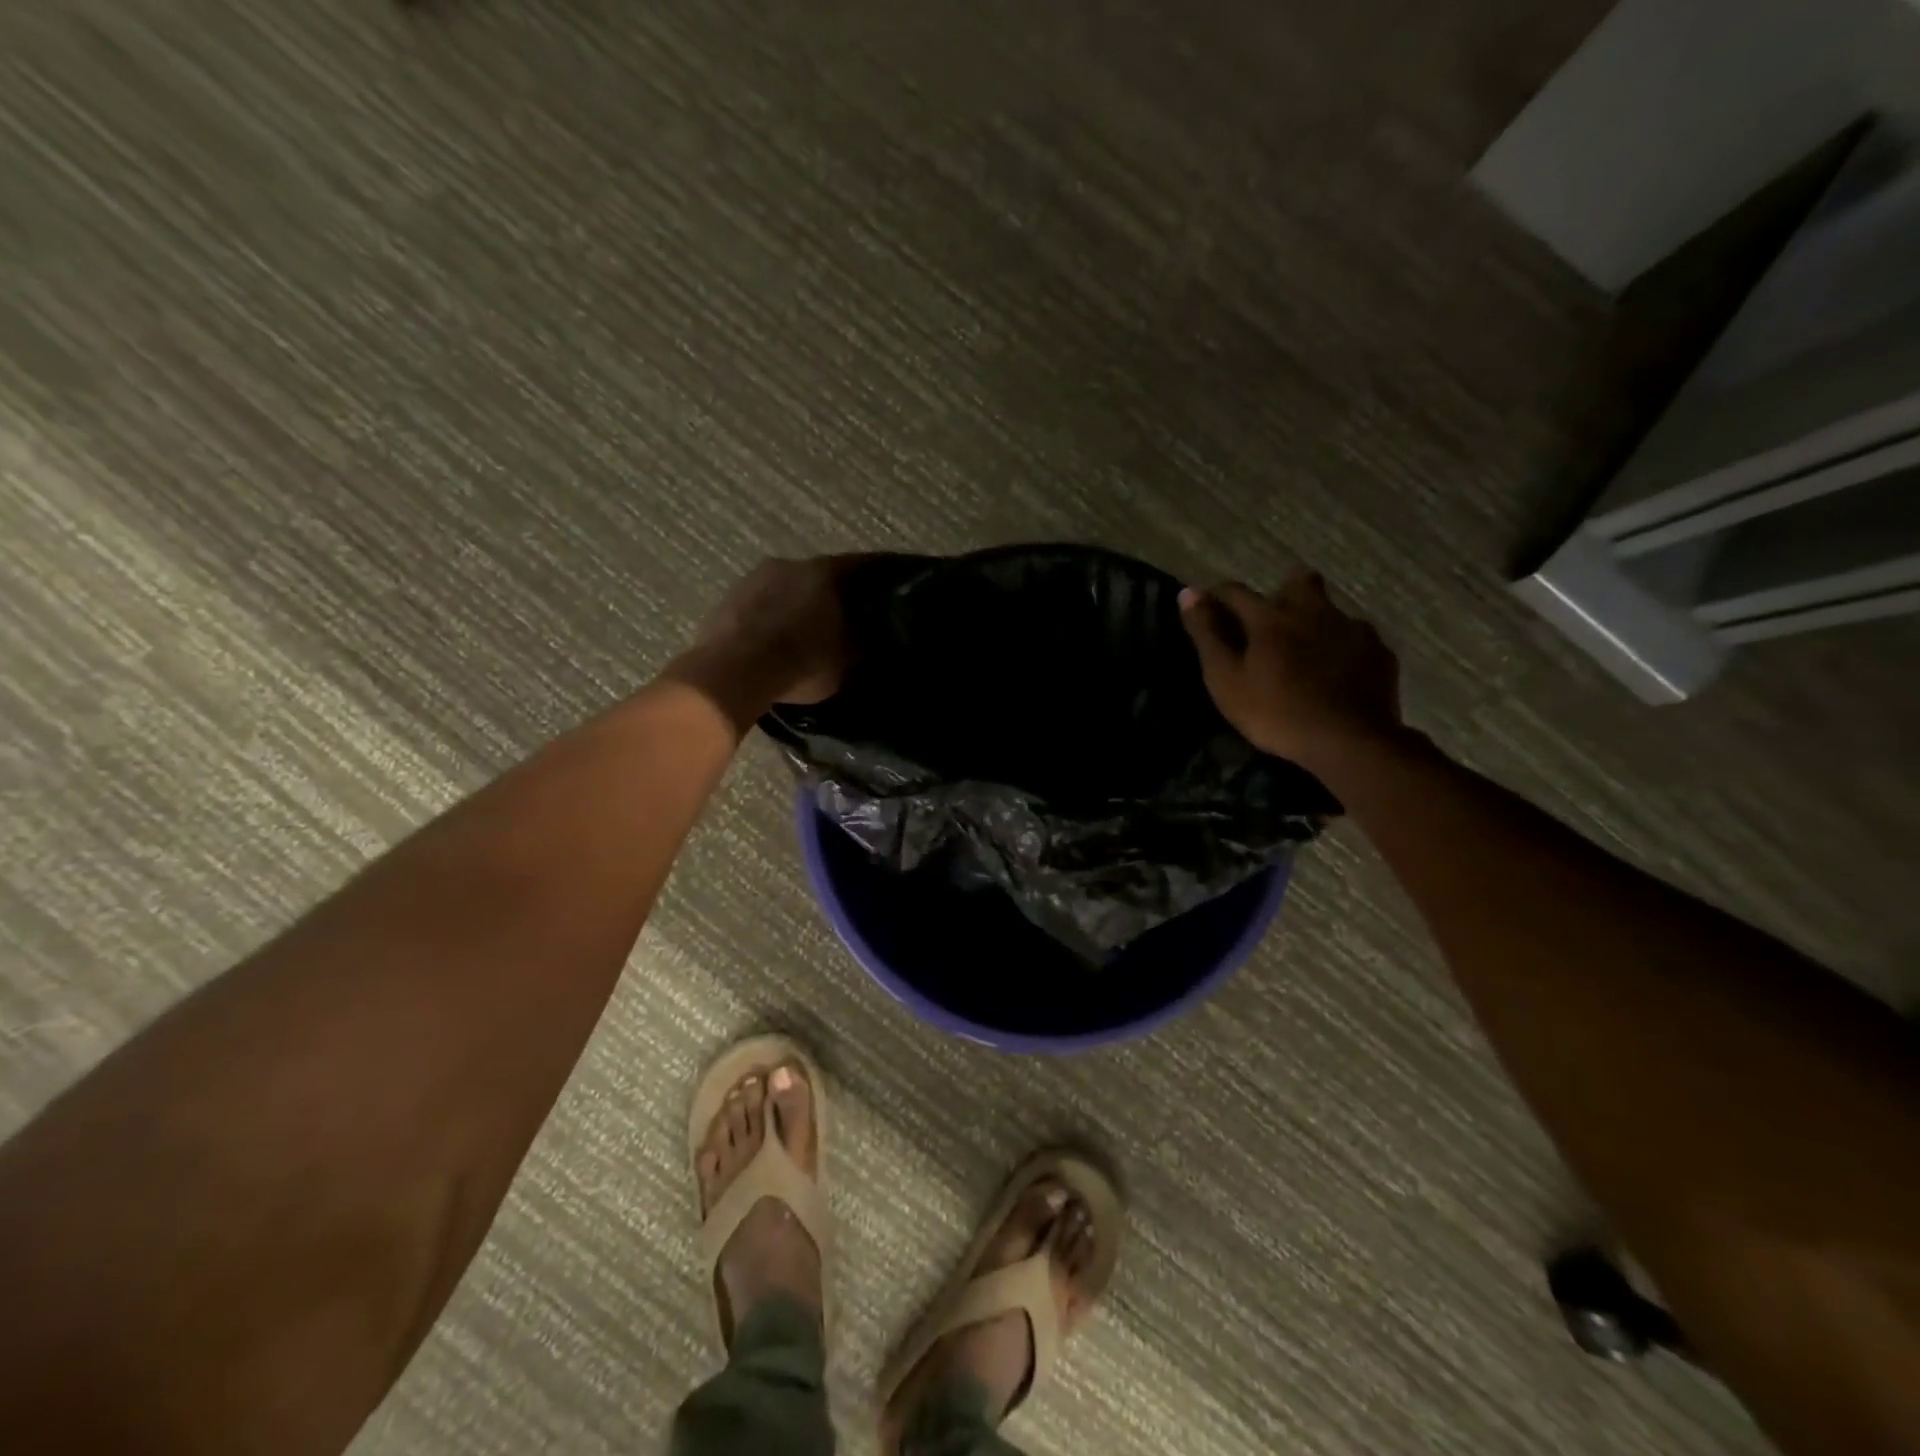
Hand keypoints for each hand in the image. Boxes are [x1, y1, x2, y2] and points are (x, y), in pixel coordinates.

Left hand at [671, 556, 864, 724]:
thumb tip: (873, 634)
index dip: (883, 574)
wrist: (733, 672)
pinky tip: (778, 637)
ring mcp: (755, 578)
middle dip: (838, 592)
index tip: (895, 584)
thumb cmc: (801, 662)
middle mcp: (792, 563)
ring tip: (810, 628)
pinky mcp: (728, 598)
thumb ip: (863, 641)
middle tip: (850, 613)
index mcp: (827, 571)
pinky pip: (763, 604)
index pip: (866, 564)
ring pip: (790, 587)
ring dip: (802, 602)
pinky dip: (775, 615)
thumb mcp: (847, 660)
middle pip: (824, 574)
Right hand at [1179, 571, 1403, 770]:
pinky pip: (1356, 637)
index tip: (1208, 609)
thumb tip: (1188, 592)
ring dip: (1314, 620)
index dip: (1218, 597)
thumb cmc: (1276, 713)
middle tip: (1270, 626)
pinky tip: (1337, 672)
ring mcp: (1352, 629)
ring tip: (1305, 652)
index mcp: (1271, 617)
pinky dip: (1342, 647)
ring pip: (1329, 609)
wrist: (1350, 742)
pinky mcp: (1379, 652)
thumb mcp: (1226, 679)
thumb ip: (1207, 635)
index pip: (1236, 592)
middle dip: (1280, 593)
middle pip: (1297, 582)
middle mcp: (1314, 611)